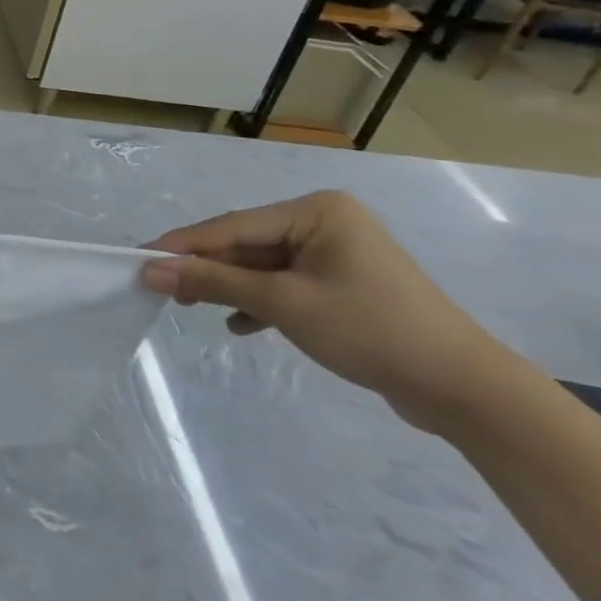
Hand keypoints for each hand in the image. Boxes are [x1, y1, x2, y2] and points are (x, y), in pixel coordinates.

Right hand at [140, 191, 516, 431]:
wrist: (461, 388)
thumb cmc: (369, 329)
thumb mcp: (282, 303)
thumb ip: (213, 282)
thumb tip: (150, 268)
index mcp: (316, 211)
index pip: (232, 226)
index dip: (183, 245)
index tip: (139, 259)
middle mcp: (325, 222)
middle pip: (245, 244)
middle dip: (206, 269)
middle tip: (161, 289)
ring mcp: (336, 254)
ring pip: (262, 266)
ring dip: (229, 288)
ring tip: (191, 308)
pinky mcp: (343, 285)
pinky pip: (285, 284)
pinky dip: (260, 303)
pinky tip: (240, 325)